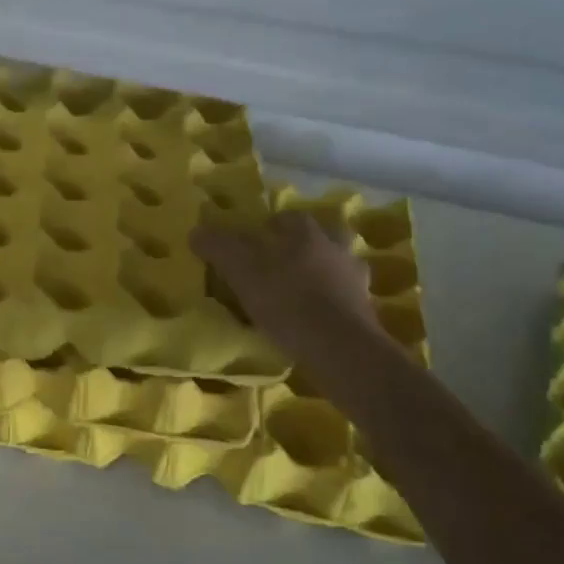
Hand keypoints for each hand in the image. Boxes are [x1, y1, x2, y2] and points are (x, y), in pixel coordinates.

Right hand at [192, 211, 376, 359]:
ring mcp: (356, 280)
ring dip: (323, 274)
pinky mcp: (366, 311)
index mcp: (306, 233)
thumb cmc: (286, 299)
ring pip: (338, 268)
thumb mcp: (240, 270)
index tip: (254, 241)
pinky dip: (333, 303)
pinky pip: (346, 298)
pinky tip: (318, 318)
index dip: (271, 226)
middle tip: (282, 264)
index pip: (289, 218)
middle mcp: (336, 249)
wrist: (338, 346)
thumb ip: (218, 247)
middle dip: (304, 247)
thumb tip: (197, 231)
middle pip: (321, 238)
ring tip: (301, 293)